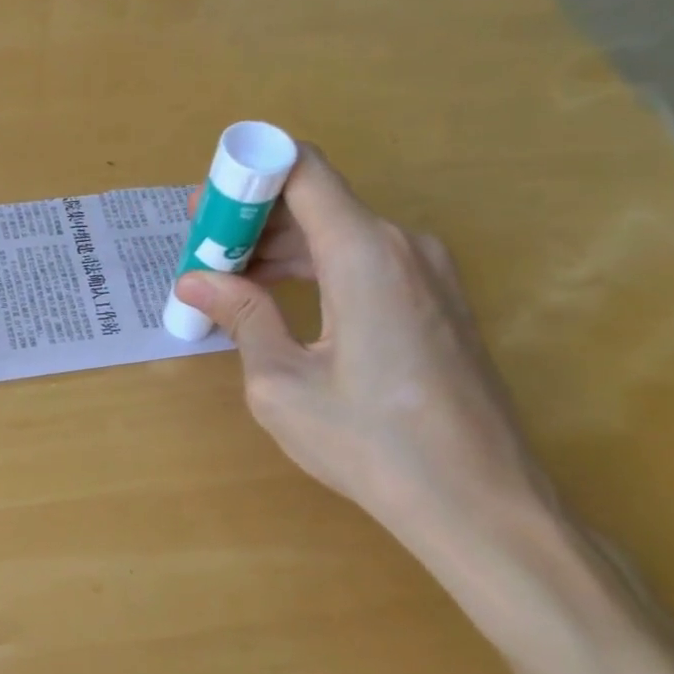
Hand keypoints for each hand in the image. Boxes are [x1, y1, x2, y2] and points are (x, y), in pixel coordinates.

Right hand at [174, 146, 555, 542]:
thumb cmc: (370, 444)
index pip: (301, 169)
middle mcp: (403, 246)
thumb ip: (241, 318)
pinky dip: (316, 270)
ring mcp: (429, 273)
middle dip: (253, 221)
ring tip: (229, 286)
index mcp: (365, 253)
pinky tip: (280, 303)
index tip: (204, 211)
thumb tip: (195, 281)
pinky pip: (365, 263)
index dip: (246, 175)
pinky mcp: (437, 302)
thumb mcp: (282, 383)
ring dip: (282, 250)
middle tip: (202, 257)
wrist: (478, 503)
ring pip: (340, 233)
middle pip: (317, 201)